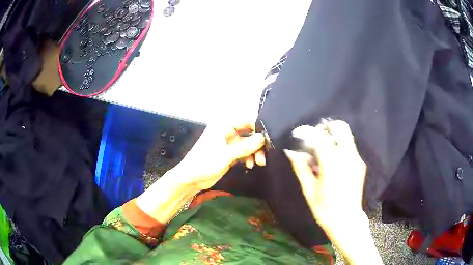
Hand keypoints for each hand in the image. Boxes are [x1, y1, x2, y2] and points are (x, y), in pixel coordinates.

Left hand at [174, 122, 265, 190]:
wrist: (191, 179)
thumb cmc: (205, 163)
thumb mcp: (226, 155)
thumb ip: (245, 146)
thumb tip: (263, 138)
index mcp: (223, 126)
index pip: (246, 121)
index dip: (258, 128)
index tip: (267, 140)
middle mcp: (227, 132)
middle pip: (249, 134)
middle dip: (257, 144)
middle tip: (263, 155)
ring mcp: (228, 144)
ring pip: (248, 145)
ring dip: (254, 152)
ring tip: (258, 163)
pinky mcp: (229, 155)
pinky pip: (244, 153)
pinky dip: (248, 158)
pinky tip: (250, 165)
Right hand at [285, 120, 381, 263]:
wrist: (347, 220)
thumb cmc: (325, 209)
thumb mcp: (309, 190)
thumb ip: (301, 168)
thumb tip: (291, 152)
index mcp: (333, 166)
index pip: (321, 137)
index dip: (308, 131)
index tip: (299, 133)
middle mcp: (348, 158)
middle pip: (340, 127)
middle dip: (326, 127)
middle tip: (315, 137)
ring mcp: (356, 160)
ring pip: (346, 135)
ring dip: (332, 136)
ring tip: (321, 150)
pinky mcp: (360, 164)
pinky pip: (349, 146)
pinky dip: (338, 146)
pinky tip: (330, 161)